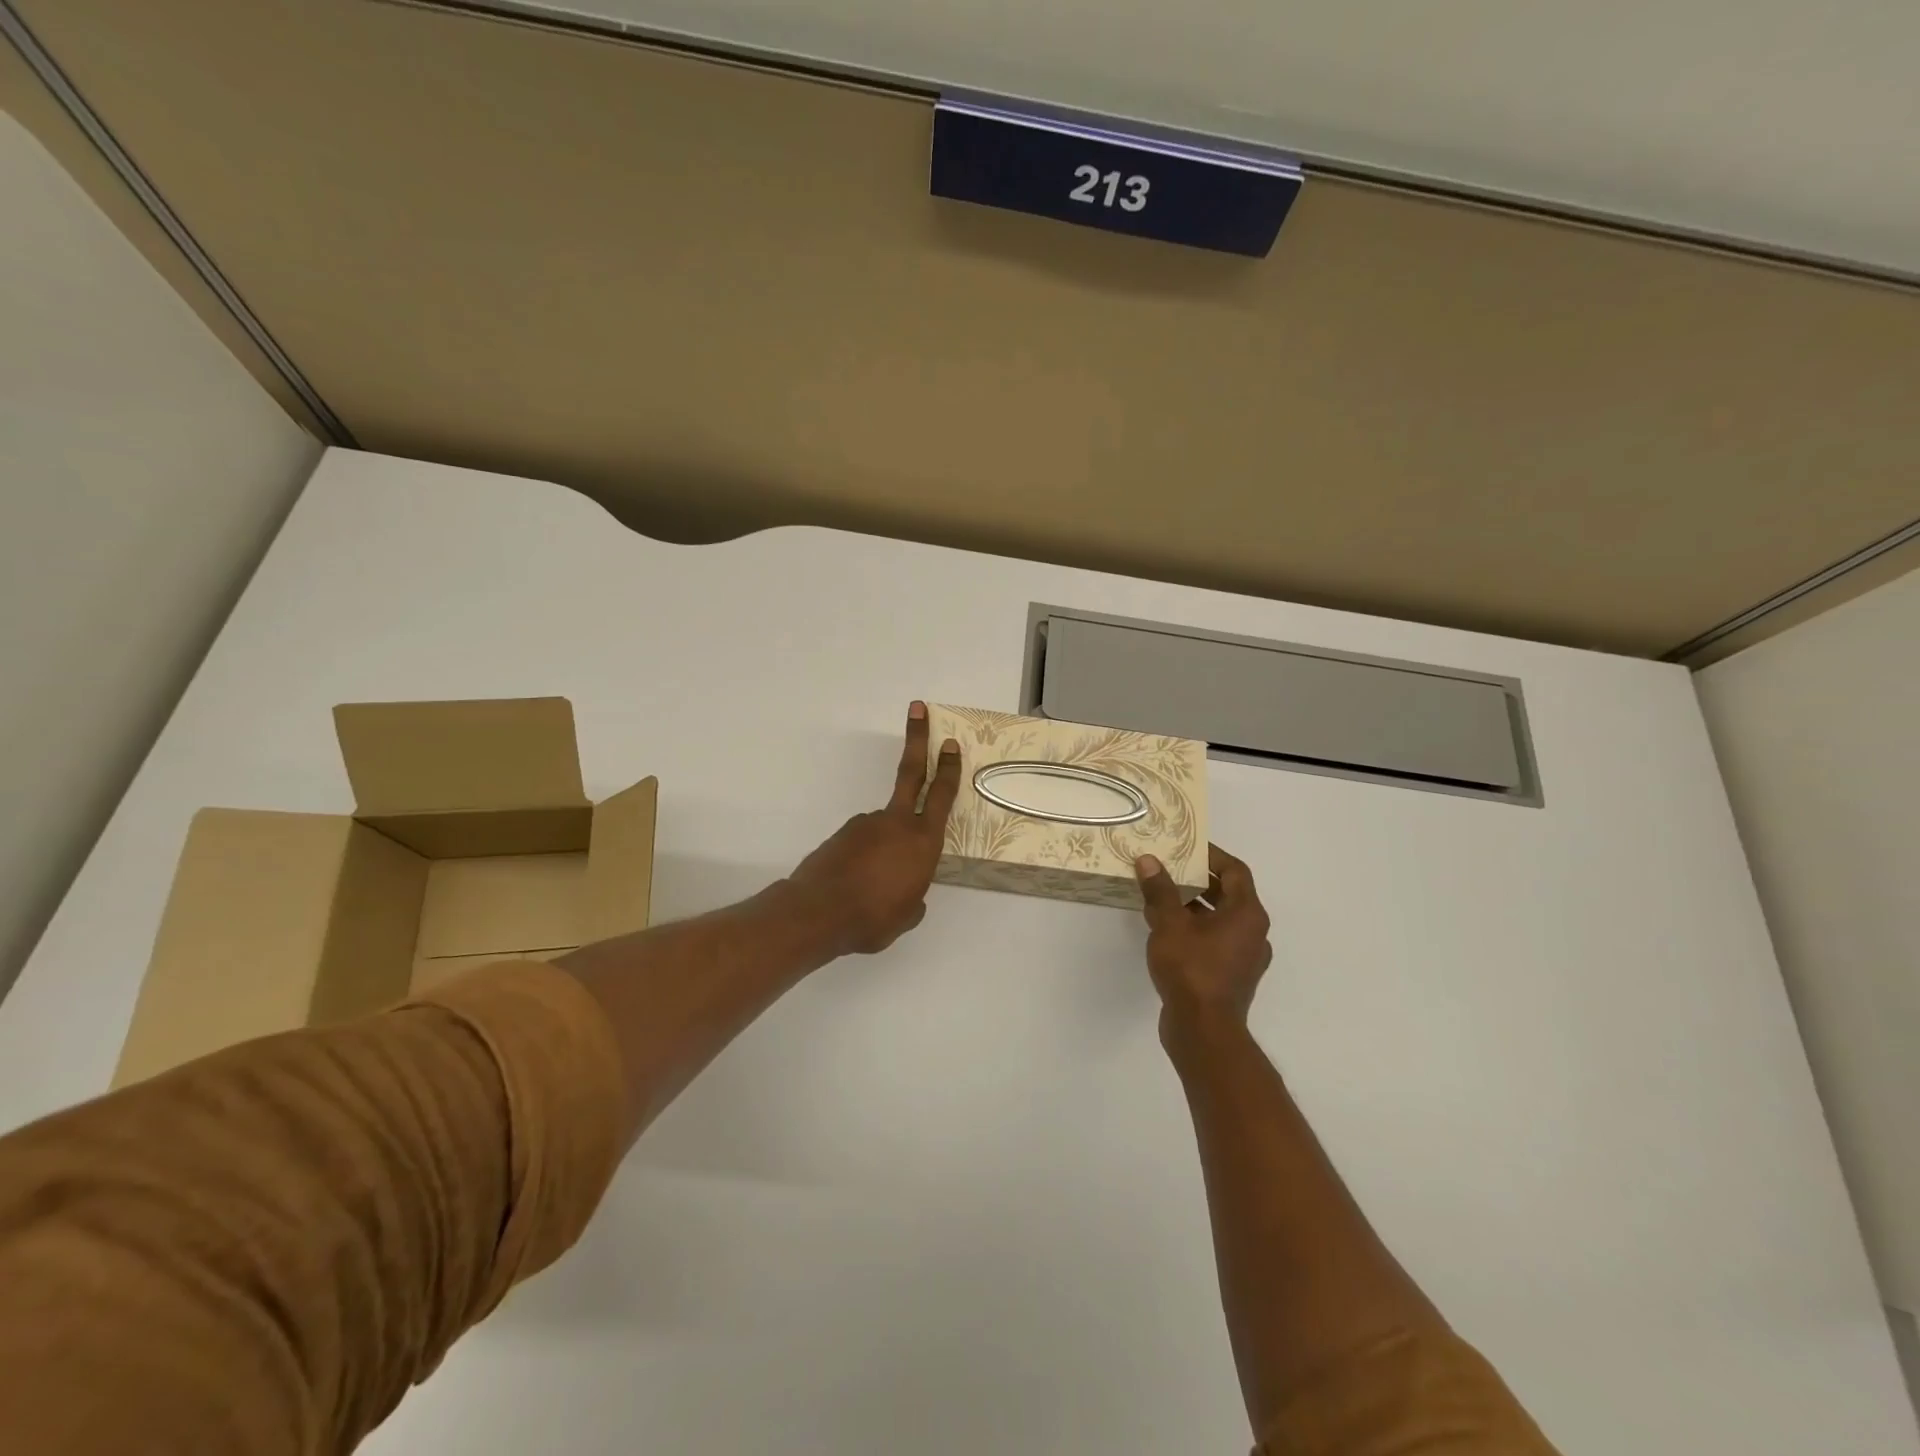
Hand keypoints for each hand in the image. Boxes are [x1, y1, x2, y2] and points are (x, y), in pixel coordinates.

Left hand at [786, 702, 961, 954]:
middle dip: (917, 738)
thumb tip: (909, 892)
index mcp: (922, 842)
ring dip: (883, 849)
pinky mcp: (842, 835)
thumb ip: (913, 897)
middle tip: (918, 709)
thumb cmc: (874, 918)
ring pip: (883, 827)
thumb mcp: (907, 915)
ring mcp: (865, 825)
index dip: (948, 768)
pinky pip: (861, 844)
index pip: (941, 796)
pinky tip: (855, 886)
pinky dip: (862, 860)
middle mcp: (895, 824)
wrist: (817, 914)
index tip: (950, 742)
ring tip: (872, 888)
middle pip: (911, 772)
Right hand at [1136, 844, 1272, 1040]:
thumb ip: (1160, 890)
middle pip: (1228, 893)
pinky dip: (1194, 929)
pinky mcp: (1231, 976)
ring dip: (1193, 905)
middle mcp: (1253, 932)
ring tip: (1160, 897)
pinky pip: (1214, 940)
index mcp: (1247, 914)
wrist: (1203, 1031)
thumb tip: (1149, 860)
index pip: (1235, 870)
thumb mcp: (1169, 923)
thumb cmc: (1192, 969)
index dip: (1211, 855)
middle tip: (1168, 868)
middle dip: (1197, 879)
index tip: (1185, 846)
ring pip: (1219, 918)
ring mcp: (1244, 957)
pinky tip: (1165, 930)